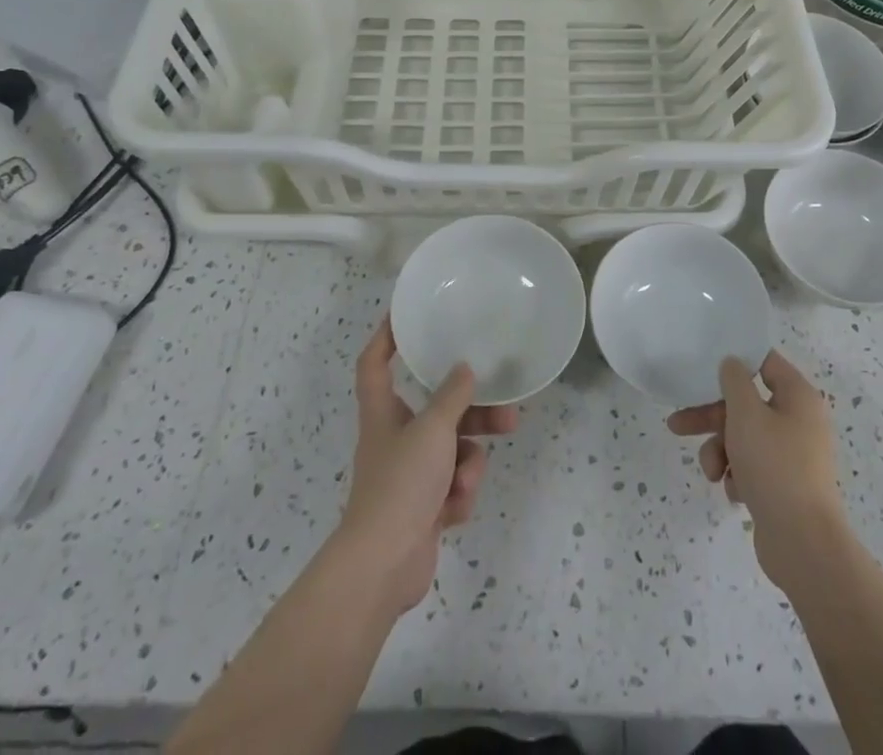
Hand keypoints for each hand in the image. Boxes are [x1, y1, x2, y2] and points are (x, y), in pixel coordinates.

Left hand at [338, 318, 518, 614]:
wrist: (383, 566)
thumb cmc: (401, 484)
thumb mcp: (433, 430)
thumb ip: (452, 397)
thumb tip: (465, 369)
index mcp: (384, 413)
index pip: (375, 363)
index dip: (386, 337)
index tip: (406, 316)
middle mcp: (395, 438)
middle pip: (437, 411)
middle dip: (473, 414)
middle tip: (507, 411)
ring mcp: (410, 475)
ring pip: (453, 451)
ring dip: (468, 463)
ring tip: (471, 477)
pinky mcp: (424, 507)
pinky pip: (453, 486)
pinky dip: (458, 495)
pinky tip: (454, 509)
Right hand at [667, 350, 845, 589]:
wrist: (803, 544)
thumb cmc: (775, 466)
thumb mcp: (746, 414)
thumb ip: (734, 381)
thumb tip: (733, 364)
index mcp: (799, 397)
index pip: (765, 362)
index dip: (735, 362)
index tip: (705, 366)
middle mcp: (799, 421)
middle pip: (746, 405)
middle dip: (710, 417)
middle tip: (678, 424)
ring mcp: (793, 455)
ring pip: (744, 438)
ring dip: (719, 451)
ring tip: (710, 472)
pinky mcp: (784, 485)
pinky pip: (752, 467)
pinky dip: (737, 475)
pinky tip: (734, 492)